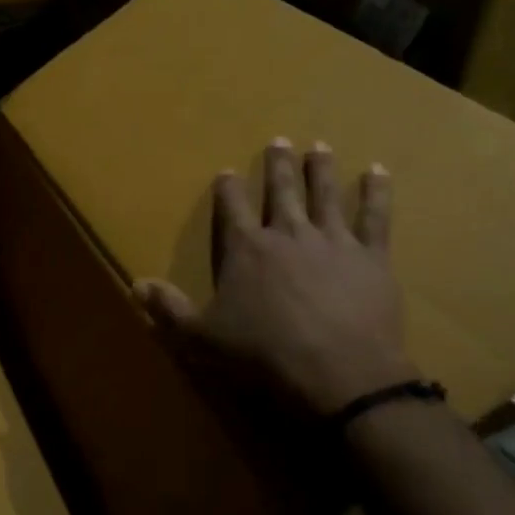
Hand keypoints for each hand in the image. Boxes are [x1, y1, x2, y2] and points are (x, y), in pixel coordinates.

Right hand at [136, 139, 414, 416]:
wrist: (339, 374)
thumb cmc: (263, 355)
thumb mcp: (202, 337)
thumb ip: (169, 308)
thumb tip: (135, 285)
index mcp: (246, 249)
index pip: (233, 208)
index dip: (228, 189)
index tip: (227, 171)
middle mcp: (287, 233)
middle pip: (281, 190)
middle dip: (278, 165)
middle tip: (280, 139)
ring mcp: (332, 241)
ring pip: (325, 194)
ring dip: (321, 169)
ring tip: (320, 146)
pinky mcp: (370, 256)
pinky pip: (375, 217)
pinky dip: (377, 192)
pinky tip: (378, 171)